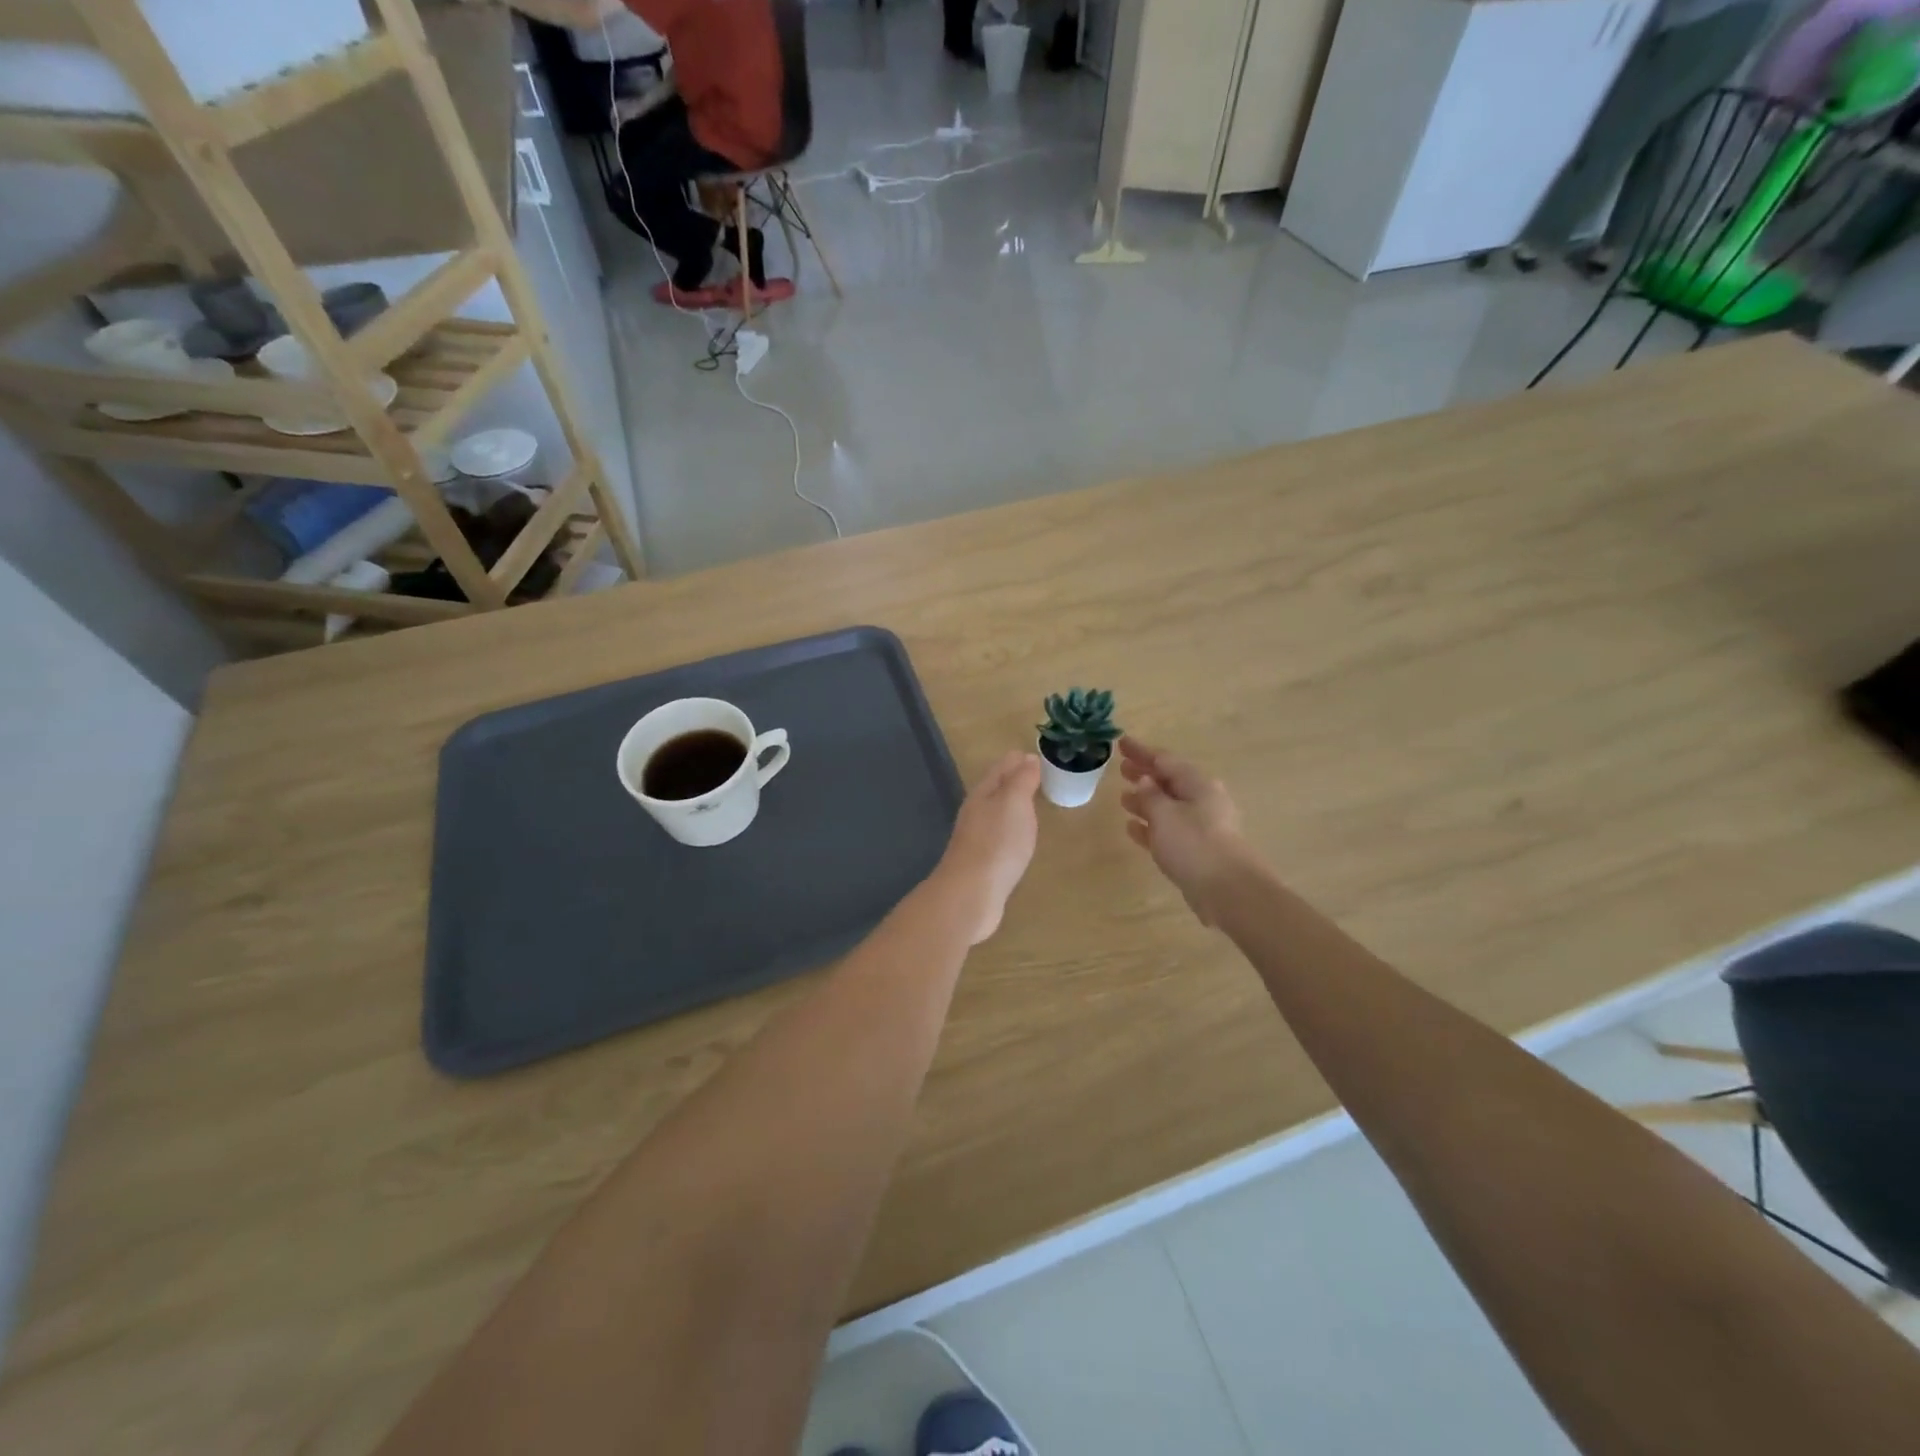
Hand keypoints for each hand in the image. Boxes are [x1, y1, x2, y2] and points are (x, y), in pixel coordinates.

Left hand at [931, 751, 1042, 944]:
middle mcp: (976, 811)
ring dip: (1014, 805)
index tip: (1040, 755)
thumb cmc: (997, 843)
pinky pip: (1000, 837)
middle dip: (1016, 780)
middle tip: (1041, 776)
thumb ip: (1021, 780)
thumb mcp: (1014, 803)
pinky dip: (1012, 830)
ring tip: (1034, 804)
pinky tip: (1020, 838)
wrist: (971, 894)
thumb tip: (1027, 757)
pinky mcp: (982, 862)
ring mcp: (977, 838)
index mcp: (983, 793)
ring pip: (998, 813)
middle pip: (997, 789)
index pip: (1002, 767)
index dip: (1020, 759)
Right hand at [1119, 737, 1256, 925]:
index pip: (1164, 760)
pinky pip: (1169, 830)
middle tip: (1121, 767)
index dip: (1141, 751)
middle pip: (1169, 781)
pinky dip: (1151, 826)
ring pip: (1168, 806)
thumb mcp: (1164, 814)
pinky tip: (1133, 828)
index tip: (1121, 742)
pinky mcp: (1197, 850)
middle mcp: (1202, 800)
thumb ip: (1150, 795)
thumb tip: (1144, 780)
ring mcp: (1201, 826)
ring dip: (1146, 800)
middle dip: (1145, 774)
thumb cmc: (1194, 844)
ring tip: (1122, 797)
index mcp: (1198, 784)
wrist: (1227, 890)